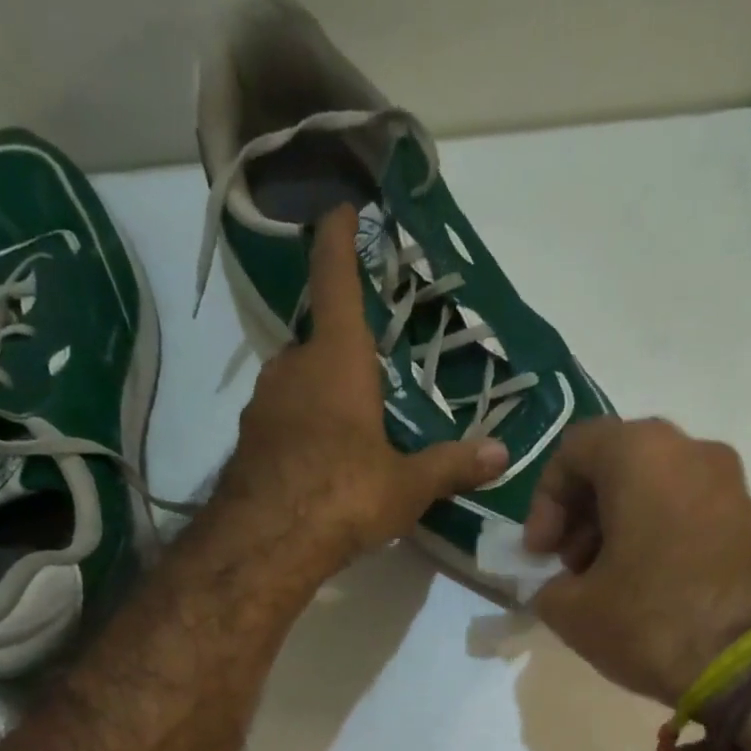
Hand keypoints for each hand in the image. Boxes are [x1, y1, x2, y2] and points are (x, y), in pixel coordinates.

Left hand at [216, 204, 508, 582]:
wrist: (266, 542)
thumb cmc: (344, 494)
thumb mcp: (407, 485)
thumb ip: (452, 466)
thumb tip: (502, 454)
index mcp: (337, 361)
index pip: (336, 281)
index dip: (338, 241)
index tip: (339, 208)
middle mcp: (294, 369)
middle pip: (319, 341)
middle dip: (344, 349)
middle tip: (373, 371)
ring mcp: (264, 405)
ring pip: (298, 382)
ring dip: (322, 392)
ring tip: (354, 425)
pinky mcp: (248, 442)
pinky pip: (283, 419)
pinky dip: (303, 428)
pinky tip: (321, 461)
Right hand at [525, 418, 750, 706]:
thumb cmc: (652, 619)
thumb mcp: (574, 611)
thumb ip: (547, 588)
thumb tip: (556, 588)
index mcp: (640, 452)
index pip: (573, 450)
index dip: (543, 502)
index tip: (540, 553)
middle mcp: (690, 449)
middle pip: (616, 466)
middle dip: (581, 516)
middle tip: (569, 567)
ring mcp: (729, 482)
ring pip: (653, 488)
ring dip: (617, 528)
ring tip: (605, 583)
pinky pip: (686, 511)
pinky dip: (655, 536)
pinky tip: (645, 588)